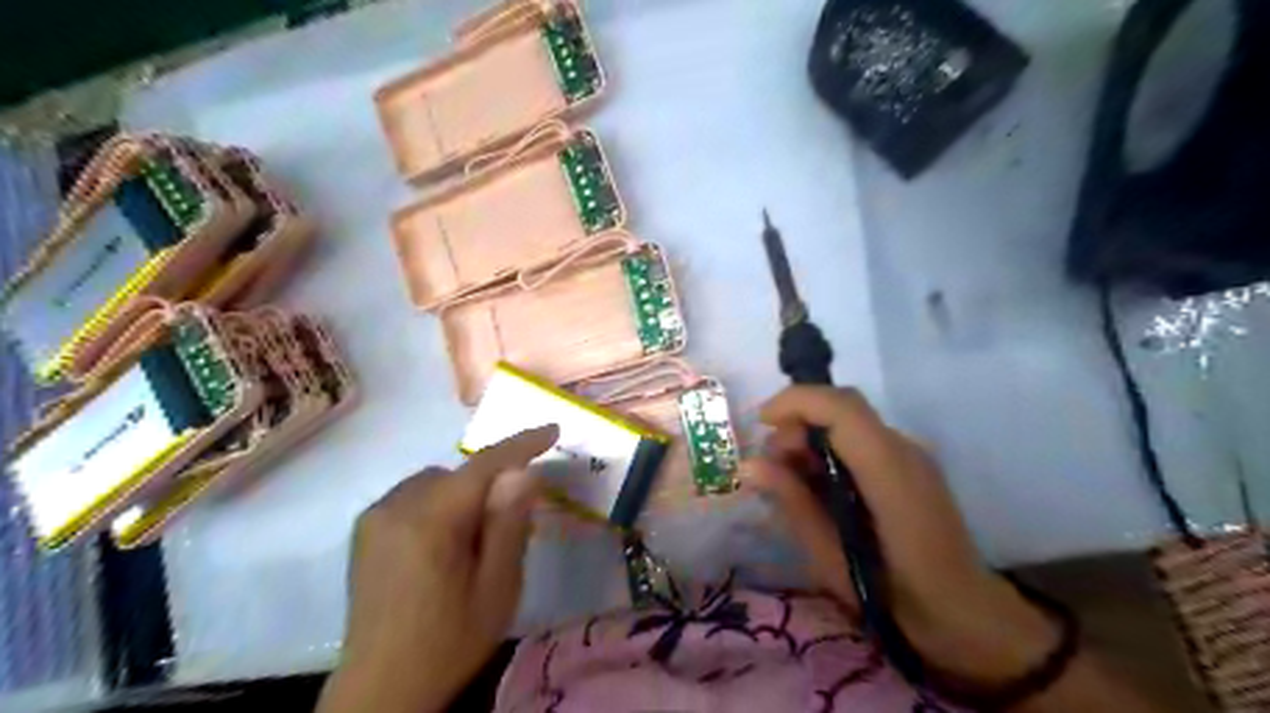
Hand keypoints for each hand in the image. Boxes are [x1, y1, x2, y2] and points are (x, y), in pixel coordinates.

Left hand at [314, 425, 556, 712]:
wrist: (381, 689)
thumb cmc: (449, 640)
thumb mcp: (497, 587)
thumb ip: (509, 524)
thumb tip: (523, 471)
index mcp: (431, 521)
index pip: (484, 465)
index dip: (522, 444)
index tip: (553, 429)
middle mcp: (396, 506)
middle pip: (459, 474)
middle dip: (491, 484)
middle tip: (511, 522)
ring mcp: (375, 517)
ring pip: (437, 482)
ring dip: (463, 495)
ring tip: (473, 540)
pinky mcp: (364, 530)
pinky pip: (415, 496)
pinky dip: (439, 504)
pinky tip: (443, 544)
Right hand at [747, 388, 1056, 688]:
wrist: (964, 616)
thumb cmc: (895, 598)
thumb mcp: (832, 558)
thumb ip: (793, 503)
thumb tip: (750, 465)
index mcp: (889, 470)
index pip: (841, 407)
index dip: (795, 402)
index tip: (760, 423)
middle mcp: (904, 449)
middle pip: (842, 408)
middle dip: (797, 424)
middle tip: (771, 467)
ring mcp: (911, 455)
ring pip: (849, 422)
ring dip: (811, 438)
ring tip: (791, 481)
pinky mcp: (910, 465)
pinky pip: (861, 440)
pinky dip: (830, 451)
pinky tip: (818, 487)